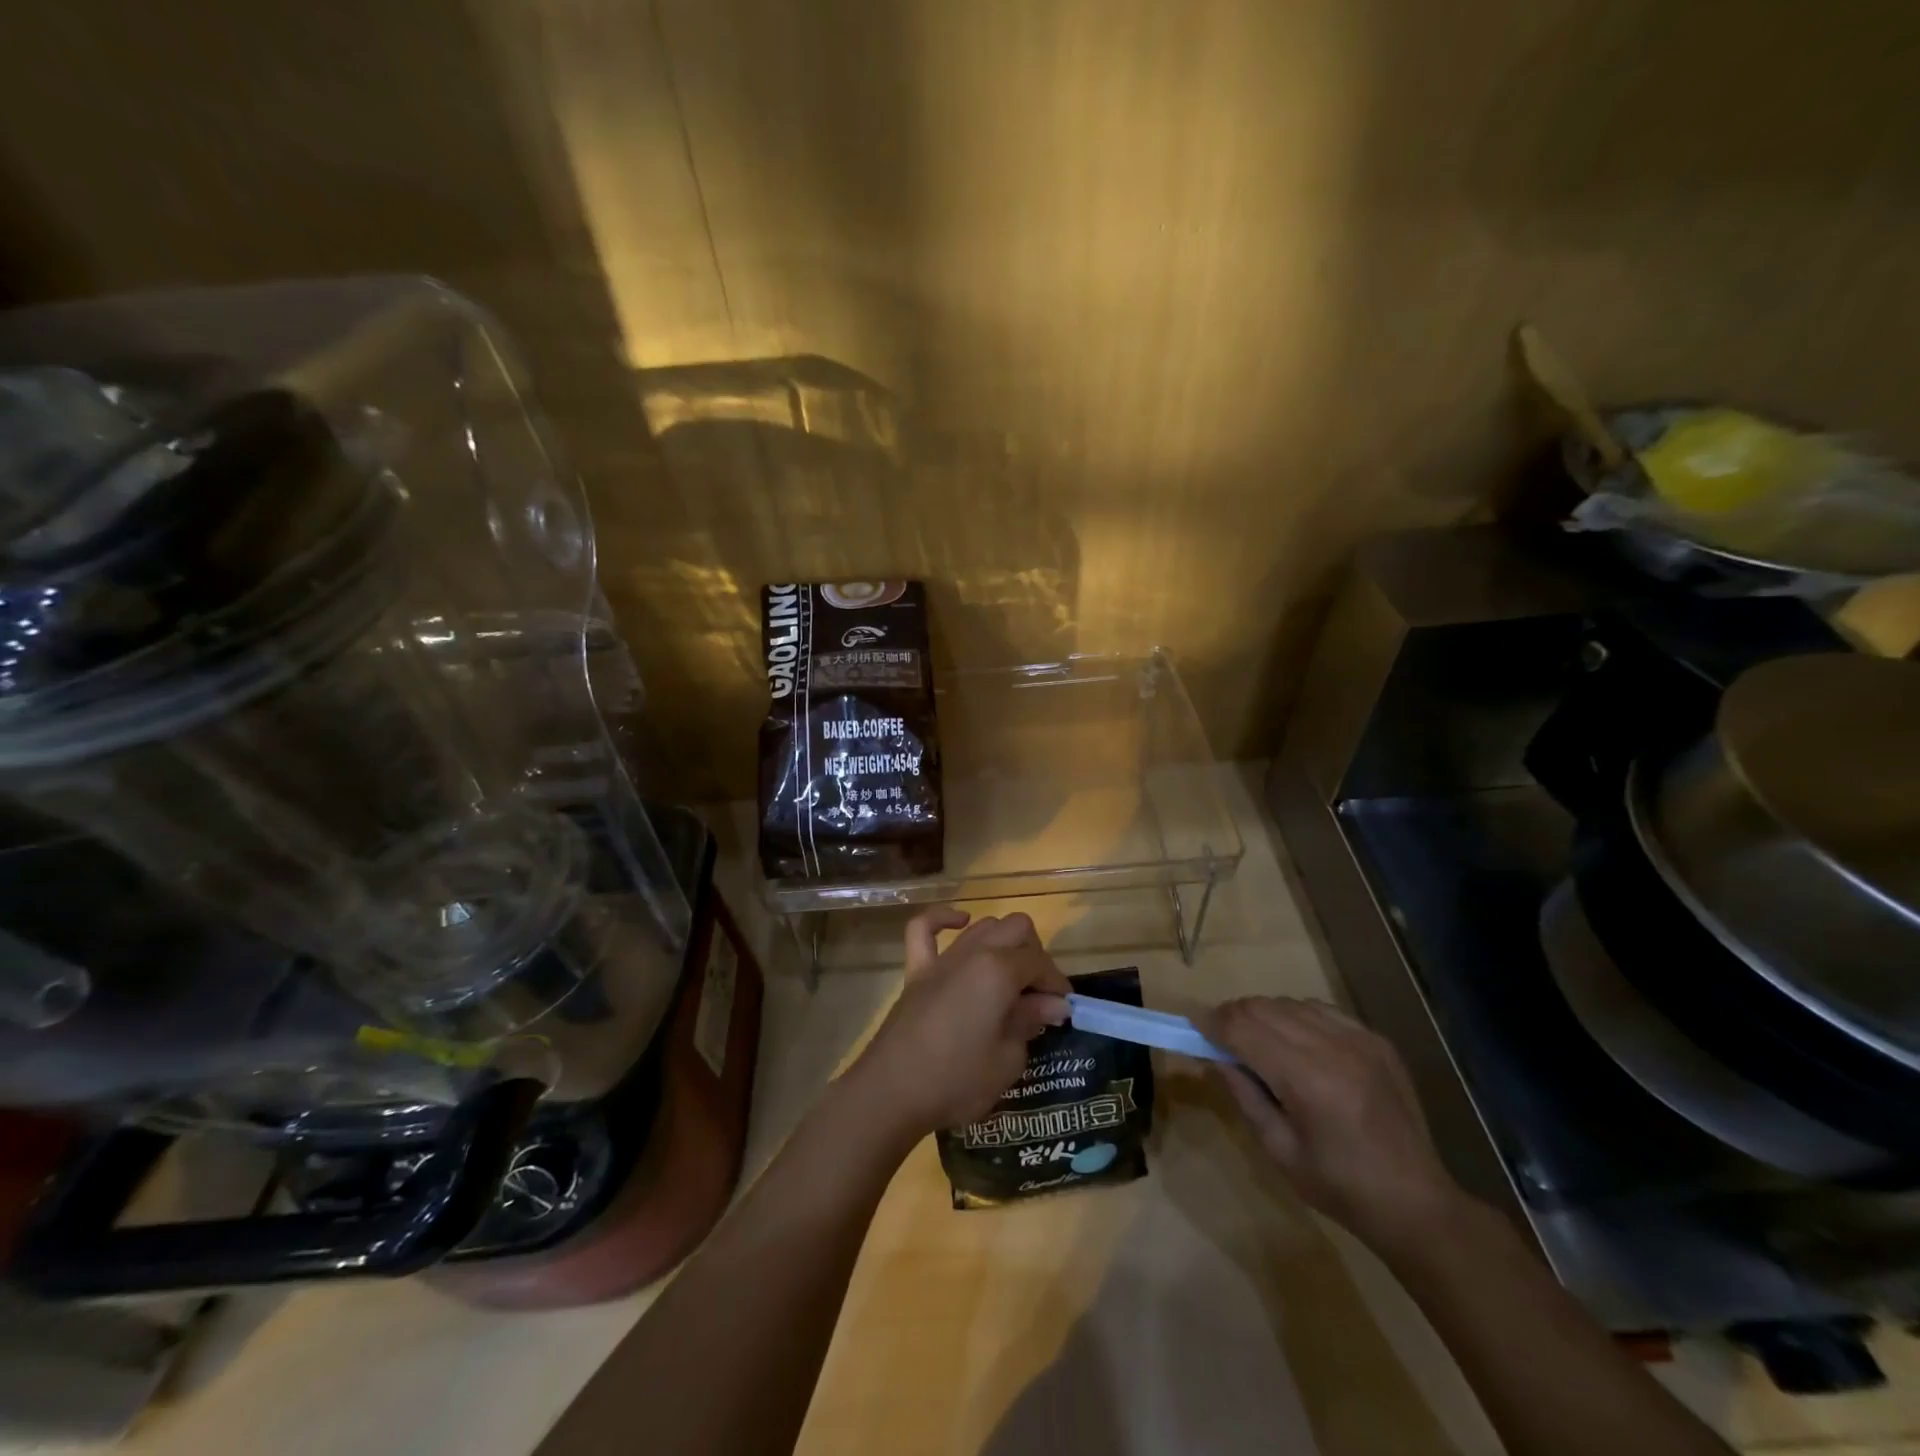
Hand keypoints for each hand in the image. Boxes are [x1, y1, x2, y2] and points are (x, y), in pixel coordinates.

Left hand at [844, 908, 1070, 1140]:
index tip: (1062, 1010)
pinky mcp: (916, 971)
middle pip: (1016, 928)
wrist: (892, 1092)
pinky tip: (960, 923)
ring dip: (1002, 942)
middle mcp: (973, 953)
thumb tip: (1052, 1004)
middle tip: (1036, 995)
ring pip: (981, 926)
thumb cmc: (957, 1080)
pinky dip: (942, 920)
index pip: (1040, 962)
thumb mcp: (1008, 1059)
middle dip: (1034, 955)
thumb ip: (1030, 1022)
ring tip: (1009, 977)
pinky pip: (924, 929)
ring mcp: (942, 959)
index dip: (1056, 983)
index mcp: (999, 971)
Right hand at [1201, 996, 1462, 1253]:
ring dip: (1263, 1015)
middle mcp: (1334, 1047)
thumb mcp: (1278, 1150)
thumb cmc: (1340, 1187)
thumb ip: (1243, 1095)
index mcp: (1308, 1080)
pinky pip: (1320, 1009)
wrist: (1416, 1203)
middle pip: (1262, 1007)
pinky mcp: (1376, 1039)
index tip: (1193, 1028)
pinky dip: (1296, 1016)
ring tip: (1257, 1043)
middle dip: (1233, 1016)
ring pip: (1289, 1002)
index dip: (1212, 1023)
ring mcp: (1360, 1039)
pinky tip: (1296, 1043)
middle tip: (1220, 1039)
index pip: (1243, 1028)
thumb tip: (1215, 1055)